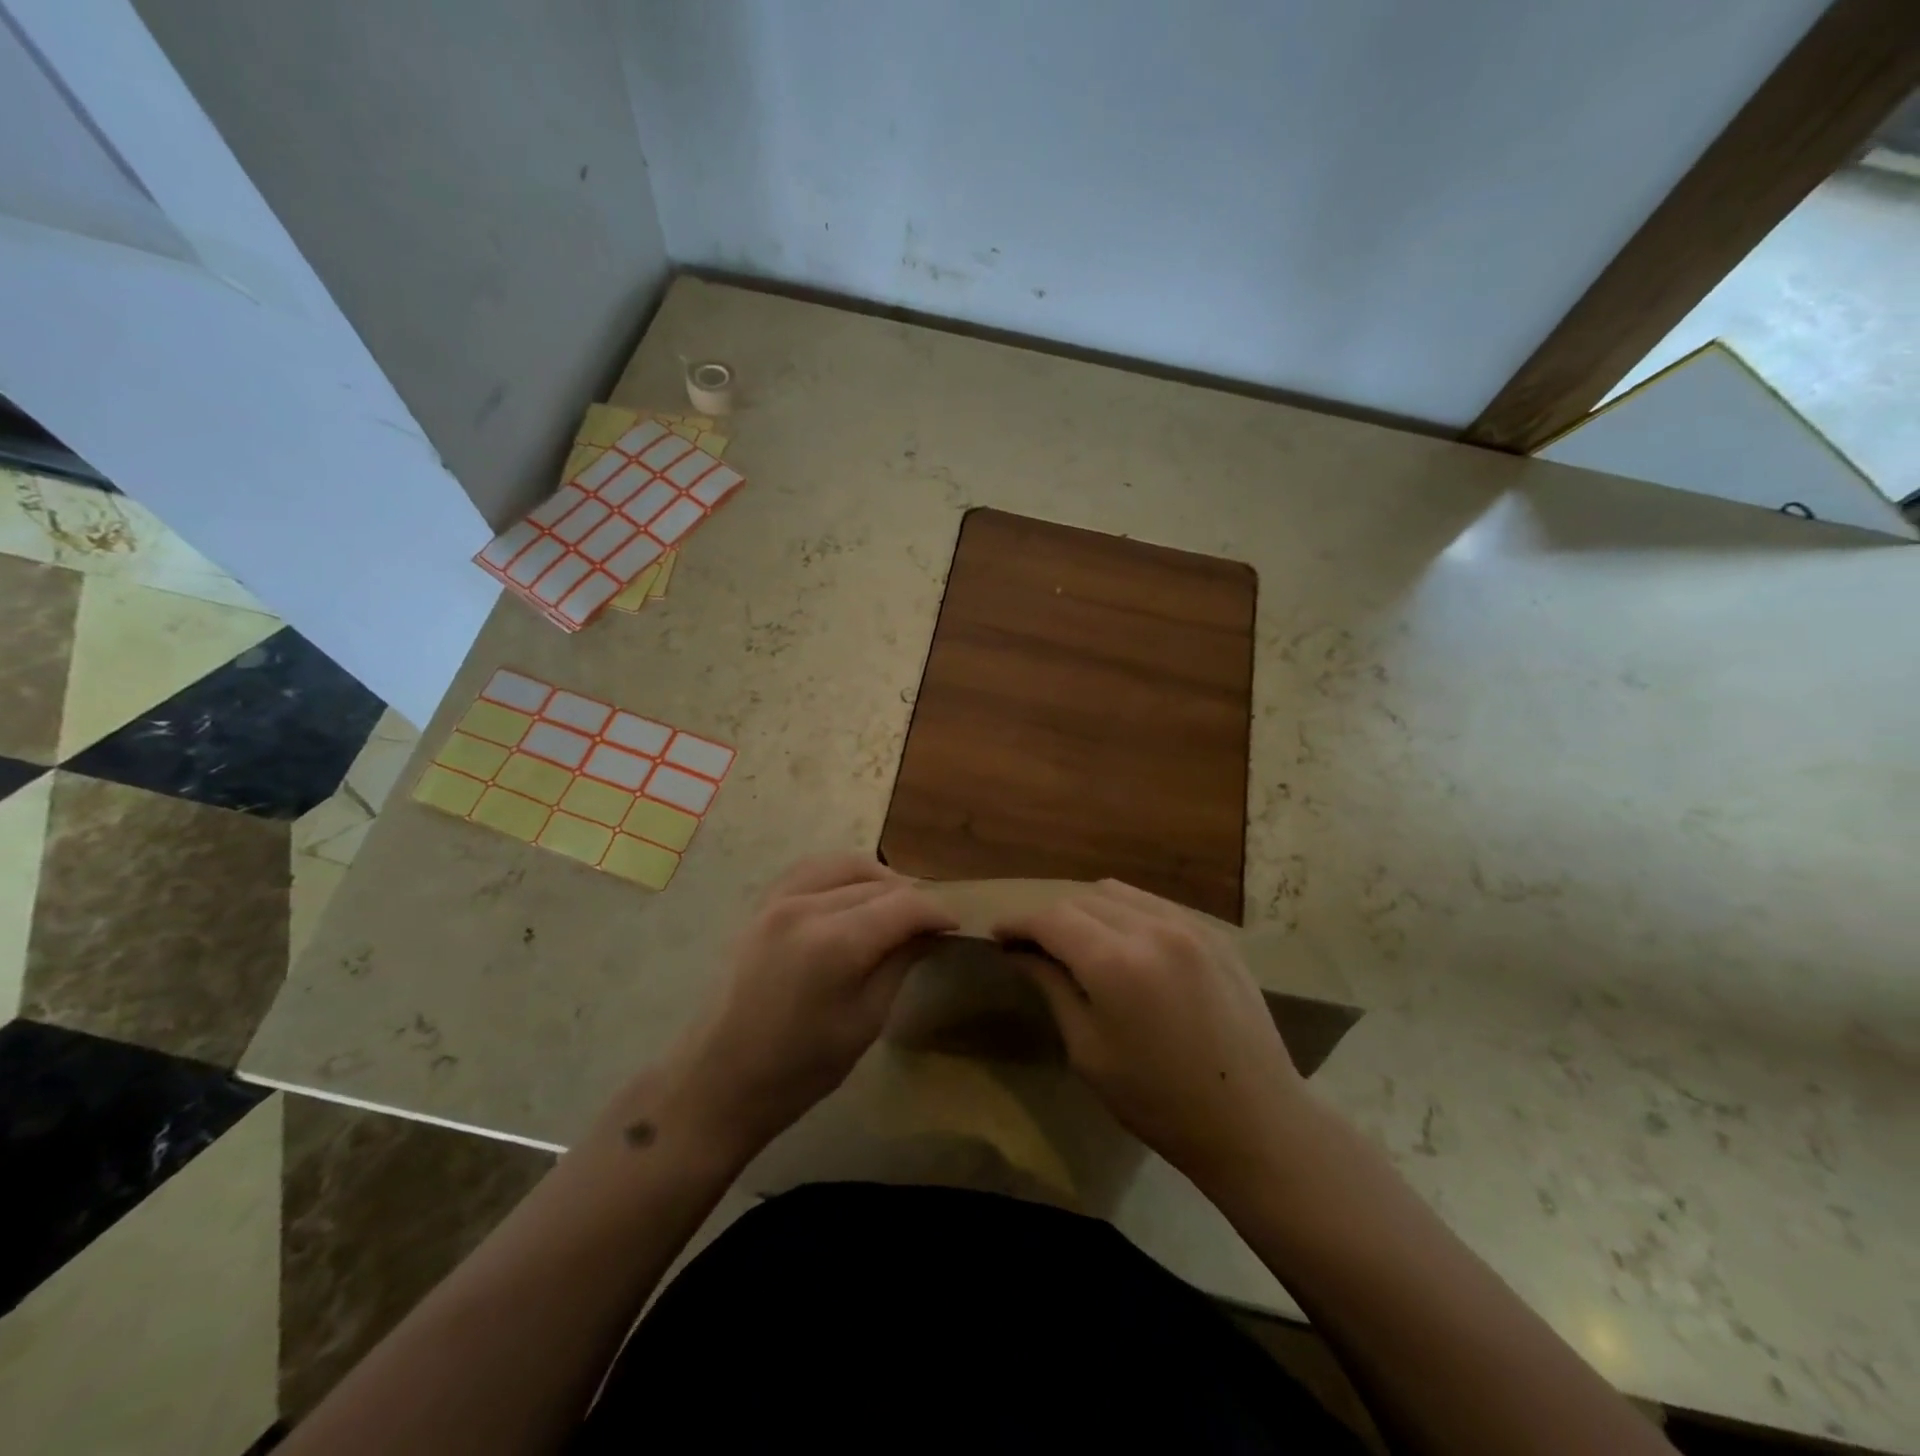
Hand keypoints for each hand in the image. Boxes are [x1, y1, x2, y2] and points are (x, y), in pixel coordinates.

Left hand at [633, 855, 956, 1164]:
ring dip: (878, 879)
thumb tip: (927, 931)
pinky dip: (840, 874)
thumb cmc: (799, 1069)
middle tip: (928, 925)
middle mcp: (807, 906)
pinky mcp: (761, 904)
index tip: (955, 926)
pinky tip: (852, 895)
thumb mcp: (866, 1021)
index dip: (937, 911)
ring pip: (845, 864)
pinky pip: (811, 869)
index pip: (905, 904)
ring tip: (894, 906)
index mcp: (837, 942)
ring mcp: (778, 899)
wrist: (718, 1081)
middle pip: (878, 882)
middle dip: (910, 898)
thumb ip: (899, 964)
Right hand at [994, 879, 1308, 1190]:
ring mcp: (1189, 925)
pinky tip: (1123, 943)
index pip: (1051, 919)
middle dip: (1050, 917)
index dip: (1019, 922)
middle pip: (1082, 899)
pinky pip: (1154, 904)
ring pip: (1118, 893)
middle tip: (1033, 945)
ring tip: (1077, 940)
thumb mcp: (1089, 1051)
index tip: (999, 934)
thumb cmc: (1159, 1101)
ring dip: (1087, 909)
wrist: (1255, 1122)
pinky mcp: (1214, 934)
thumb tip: (1020, 953)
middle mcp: (1152, 928)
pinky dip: (1126, 913)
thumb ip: (1053, 988)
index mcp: (1116, 962)